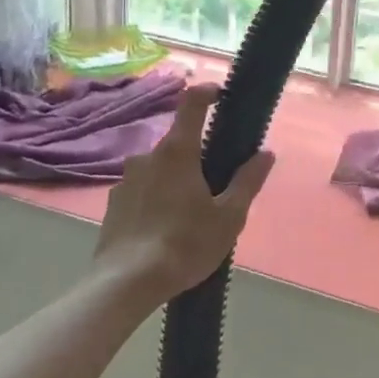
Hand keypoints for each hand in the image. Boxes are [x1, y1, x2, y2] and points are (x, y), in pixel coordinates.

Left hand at [96, 84, 275, 302]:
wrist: (124, 285)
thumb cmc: (185, 244)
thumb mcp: (229, 216)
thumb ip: (248, 181)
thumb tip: (265, 153)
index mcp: (178, 152)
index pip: (191, 104)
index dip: (207, 92)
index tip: (221, 94)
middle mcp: (147, 157)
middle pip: (178, 143)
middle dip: (198, 156)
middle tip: (217, 184)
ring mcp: (125, 181)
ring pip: (159, 169)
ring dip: (176, 179)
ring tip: (191, 213)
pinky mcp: (113, 205)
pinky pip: (143, 190)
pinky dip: (157, 198)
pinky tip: (166, 228)